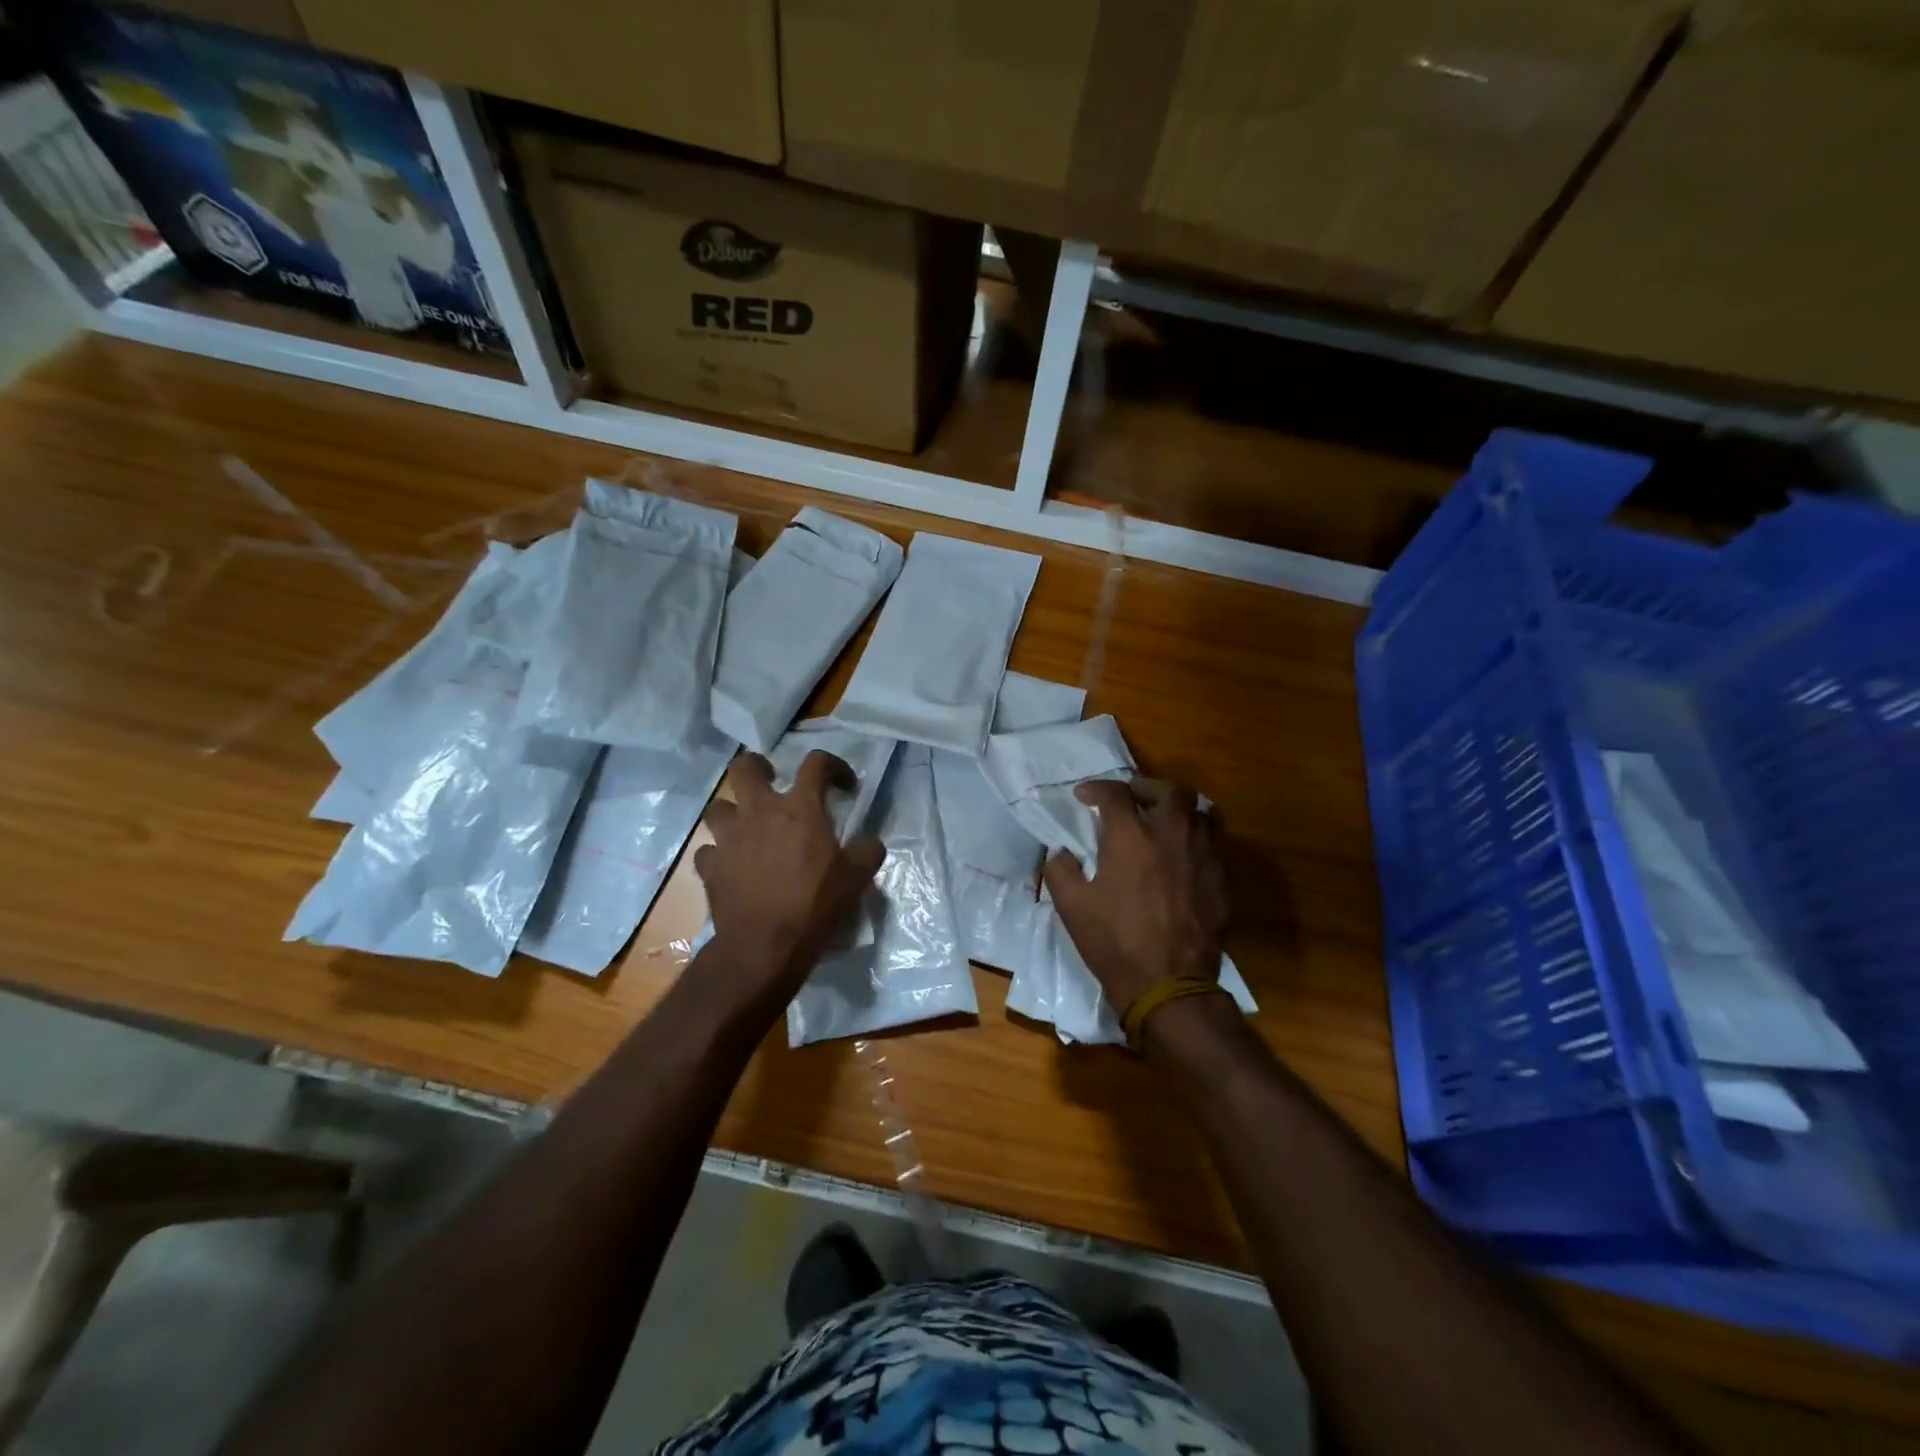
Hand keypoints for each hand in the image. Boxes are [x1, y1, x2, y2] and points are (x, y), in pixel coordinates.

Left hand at [695, 751, 883, 1010]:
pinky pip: (709, 850)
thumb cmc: (815, 905)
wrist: (765, 946)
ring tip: (747, 827)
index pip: (816, 763)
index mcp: (800, 809)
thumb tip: (868, 842)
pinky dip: (719, 854)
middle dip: (758, 767)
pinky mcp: (710, 867)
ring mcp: (729, 838)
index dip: (833, 766)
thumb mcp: (858, 877)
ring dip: (733, 812)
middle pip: (745, 768)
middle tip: (772, 781)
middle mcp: (759, 813)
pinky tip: (731, 866)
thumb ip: (867, 850)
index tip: (843, 785)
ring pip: (718, 807)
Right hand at [1043, 778, 1228, 1015]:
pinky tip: (1181, 856)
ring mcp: (1203, 856)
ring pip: (1199, 812)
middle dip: (1146, 786)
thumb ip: (1060, 870)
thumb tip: (1061, 853)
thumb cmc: (1115, 943)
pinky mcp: (1221, 880)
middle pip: (1169, 790)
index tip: (1084, 797)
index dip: (1096, 789)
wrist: (1169, 985)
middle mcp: (1172, 835)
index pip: (1115, 793)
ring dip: (1177, 809)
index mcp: (1132, 837)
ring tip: (1161, 821)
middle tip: (1131, 798)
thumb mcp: (1071, 907)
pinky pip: (1212, 843)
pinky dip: (1194, 838)